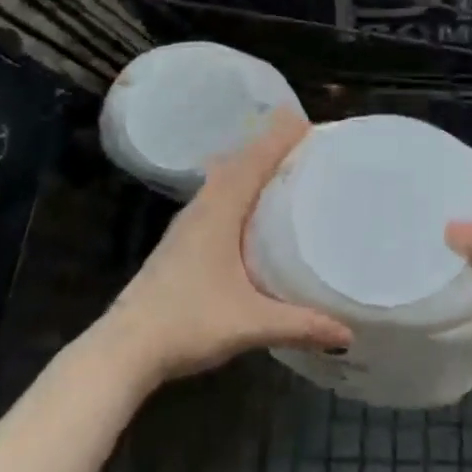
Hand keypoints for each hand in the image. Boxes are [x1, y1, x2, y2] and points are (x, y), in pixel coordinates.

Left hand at [97, 111, 352, 389]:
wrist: (124, 349)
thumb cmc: (188, 322)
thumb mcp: (250, 322)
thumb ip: (300, 324)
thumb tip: (347, 332)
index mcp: (221, 208)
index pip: (256, 159)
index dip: (280, 137)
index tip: (309, 123)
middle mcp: (204, 205)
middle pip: (240, 161)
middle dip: (270, 146)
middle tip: (304, 142)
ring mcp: (188, 222)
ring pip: (225, 177)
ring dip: (251, 164)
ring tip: (282, 166)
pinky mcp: (181, 240)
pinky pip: (217, 195)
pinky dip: (238, 185)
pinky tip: (249, 207)